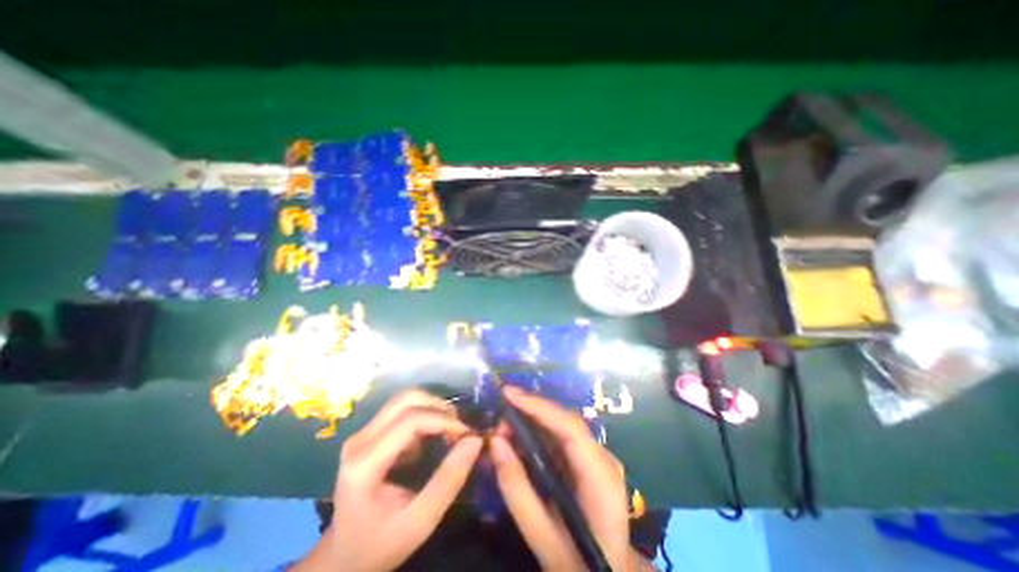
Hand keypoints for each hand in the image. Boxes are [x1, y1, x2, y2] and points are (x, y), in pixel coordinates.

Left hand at [295, 388, 484, 570]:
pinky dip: (425, 414)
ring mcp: (362, 434)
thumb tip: (474, 441)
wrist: (343, 558)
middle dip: (439, 407)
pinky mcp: (369, 433)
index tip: (468, 434)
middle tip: (459, 428)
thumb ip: (449, 480)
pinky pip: (402, 410)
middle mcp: (360, 439)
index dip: (444, 419)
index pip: (410, 420)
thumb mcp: (420, 521)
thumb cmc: (381, 544)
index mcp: (365, 463)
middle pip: (406, 399)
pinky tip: (434, 435)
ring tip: (450, 429)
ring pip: (405, 400)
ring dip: (433, 408)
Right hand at [487, 387, 633, 570]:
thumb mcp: (540, 535)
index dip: (539, 406)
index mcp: (601, 477)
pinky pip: (562, 438)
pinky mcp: (589, 461)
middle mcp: (604, 458)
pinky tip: (520, 439)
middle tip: (499, 418)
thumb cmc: (577, 564)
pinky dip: (539, 434)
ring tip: (504, 428)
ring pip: (562, 426)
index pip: (570, 428)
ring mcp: (599, 457)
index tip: (508, 393)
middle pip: (566, 421)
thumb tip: (495, 441)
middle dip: (531, 412)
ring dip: (533, 421)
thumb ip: (516, 488)